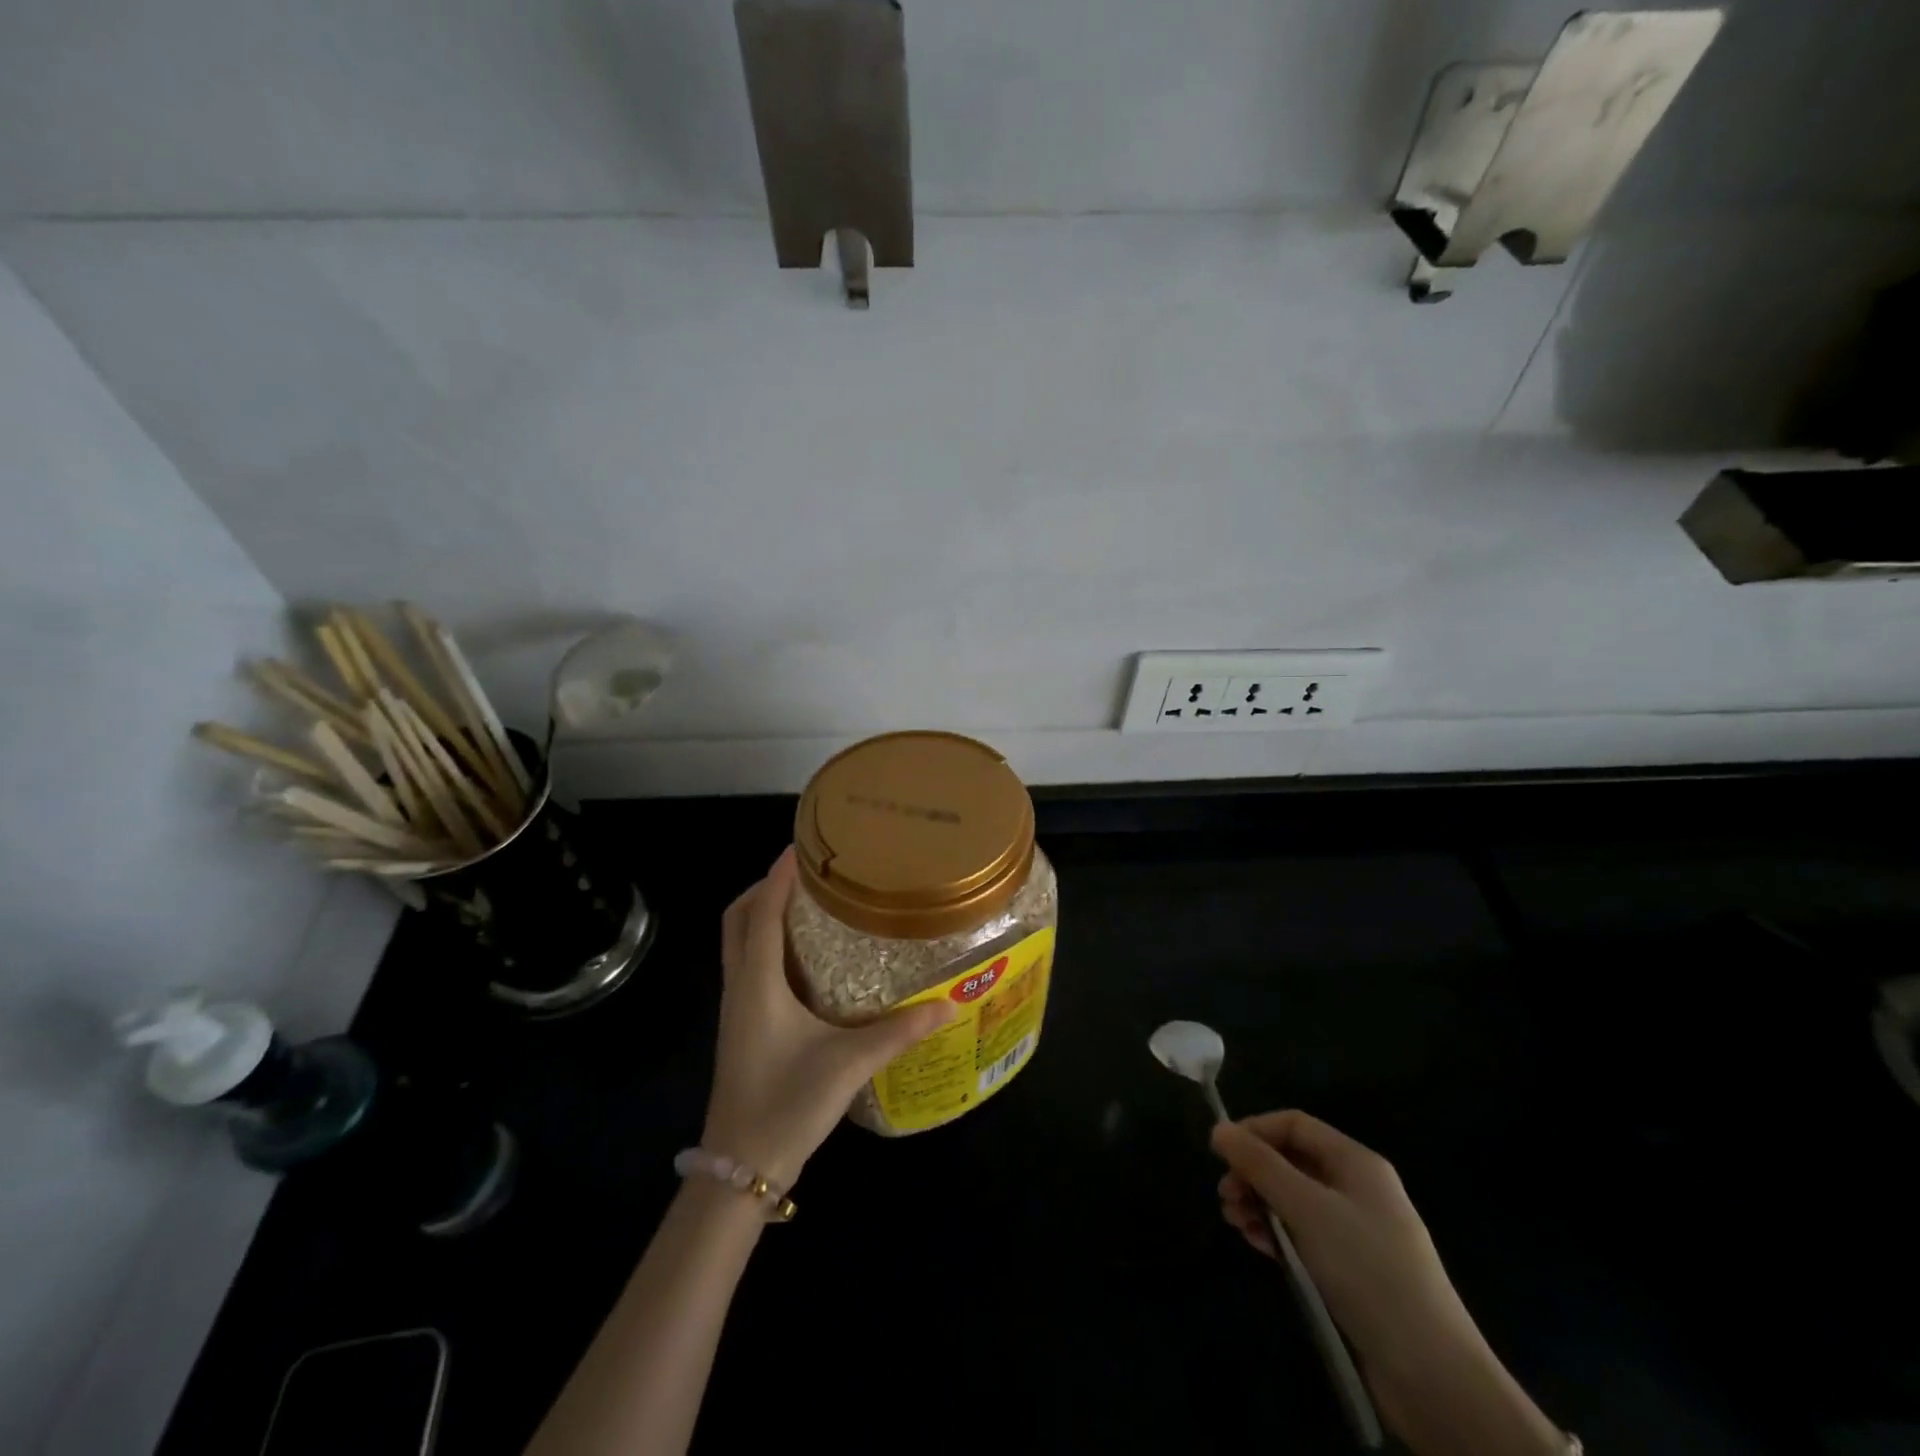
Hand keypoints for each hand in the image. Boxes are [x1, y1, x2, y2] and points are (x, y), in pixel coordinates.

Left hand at [702, 849, 952, 1188]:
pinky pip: (747, 967)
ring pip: (739, 944)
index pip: (761, 911)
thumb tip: (949, 1004)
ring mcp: (736, 1009)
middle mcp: (740, 987)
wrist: (740, 1169)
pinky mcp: (741, 1028)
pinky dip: (765, 945)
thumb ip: (899, 1031)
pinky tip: (803, 960)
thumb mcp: (848, 1063)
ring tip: (807, 906)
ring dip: (762, 915)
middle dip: (763, 889)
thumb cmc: (786, 1104)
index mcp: (758, 982)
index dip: (777, 875)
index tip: (800, 846)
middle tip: (805, 875)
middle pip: (738, 920)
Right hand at [1213, 1112, 1567, 1455]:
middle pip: (1292, 1161)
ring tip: (1235, 1223)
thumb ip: (1260, 1165)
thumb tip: (1219, 1129)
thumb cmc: (1367, 1269)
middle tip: (1225, 1196)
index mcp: (1356, 1162)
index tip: (1219, 1153)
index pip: (1294, 1124)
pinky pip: (1305, 1234)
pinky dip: (1278, 1233)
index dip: (1254, 1130)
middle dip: (1254, 1172)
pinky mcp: (1354, 1269)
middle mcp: (1358, 1188)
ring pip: (1295, 1199)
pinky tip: (1258, 1245)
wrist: (1432, 1372)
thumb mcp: (1306, 1207)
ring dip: (1260, 1203)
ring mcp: (1357, 1230)